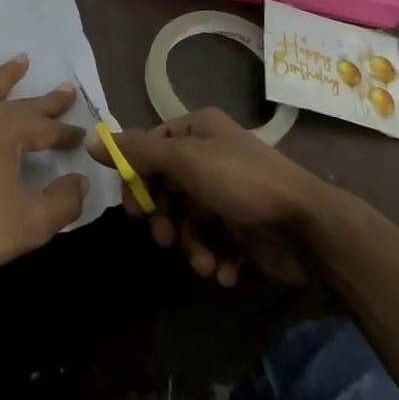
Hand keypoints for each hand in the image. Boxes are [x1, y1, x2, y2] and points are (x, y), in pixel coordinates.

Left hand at [0, 55, 87, 279]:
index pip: (46, 129)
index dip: (66, 134)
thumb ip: (63, 201)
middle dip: (46, 101)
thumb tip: (80, 181)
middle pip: (21, 104)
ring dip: (5, 76)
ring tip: (21, 59)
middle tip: (66, 89)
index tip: (81, 137)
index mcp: (8, 131)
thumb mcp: (31, 223)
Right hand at [94, 108, 334, 285]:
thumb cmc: (242, 182)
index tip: (134, 210)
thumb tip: (89, 142)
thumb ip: (136, 152)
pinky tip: (222, 270)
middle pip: (167, 187)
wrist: (309, 228)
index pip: (150, 148)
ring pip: (188, 219)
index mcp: (199, 129)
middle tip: (164, 238)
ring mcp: (228, 192)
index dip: (137, 179)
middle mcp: (211, 155)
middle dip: (165, 218)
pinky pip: (213, 241)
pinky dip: (212, 257)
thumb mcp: (184, 161)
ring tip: (201, 262)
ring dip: (189, 244)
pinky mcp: (243, 227)